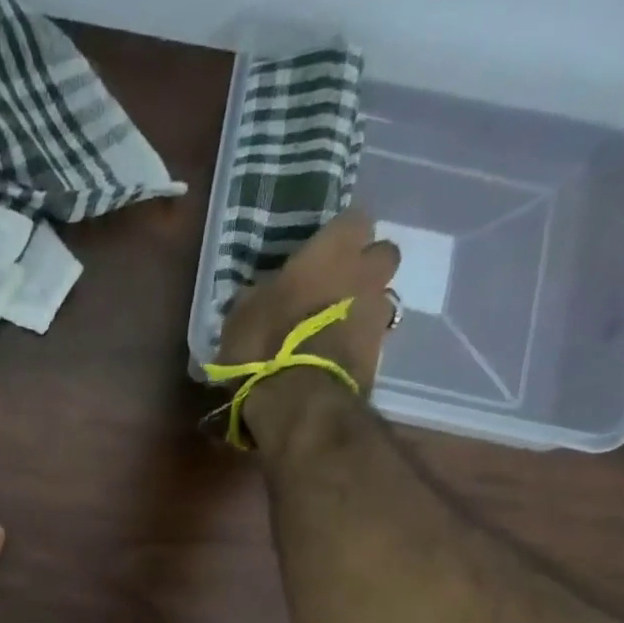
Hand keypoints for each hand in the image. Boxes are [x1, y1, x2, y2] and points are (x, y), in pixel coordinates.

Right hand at [217, 209, 401, 423]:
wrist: (300, 403)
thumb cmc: (265, 346)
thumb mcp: (242, 316)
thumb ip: (260, 294)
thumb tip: (263, 293)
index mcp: (334, 249)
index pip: (352, 219)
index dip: (336, 237)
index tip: (316, 255)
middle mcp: (367, 272)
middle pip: (380, 255)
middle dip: (361, 268)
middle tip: (331, 289)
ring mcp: (379, 312)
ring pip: (379, 296)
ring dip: (361, 307)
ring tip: (331, 330)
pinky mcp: (382, 352)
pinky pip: (372, 336)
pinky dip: (356, 342)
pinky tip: (332, 358)